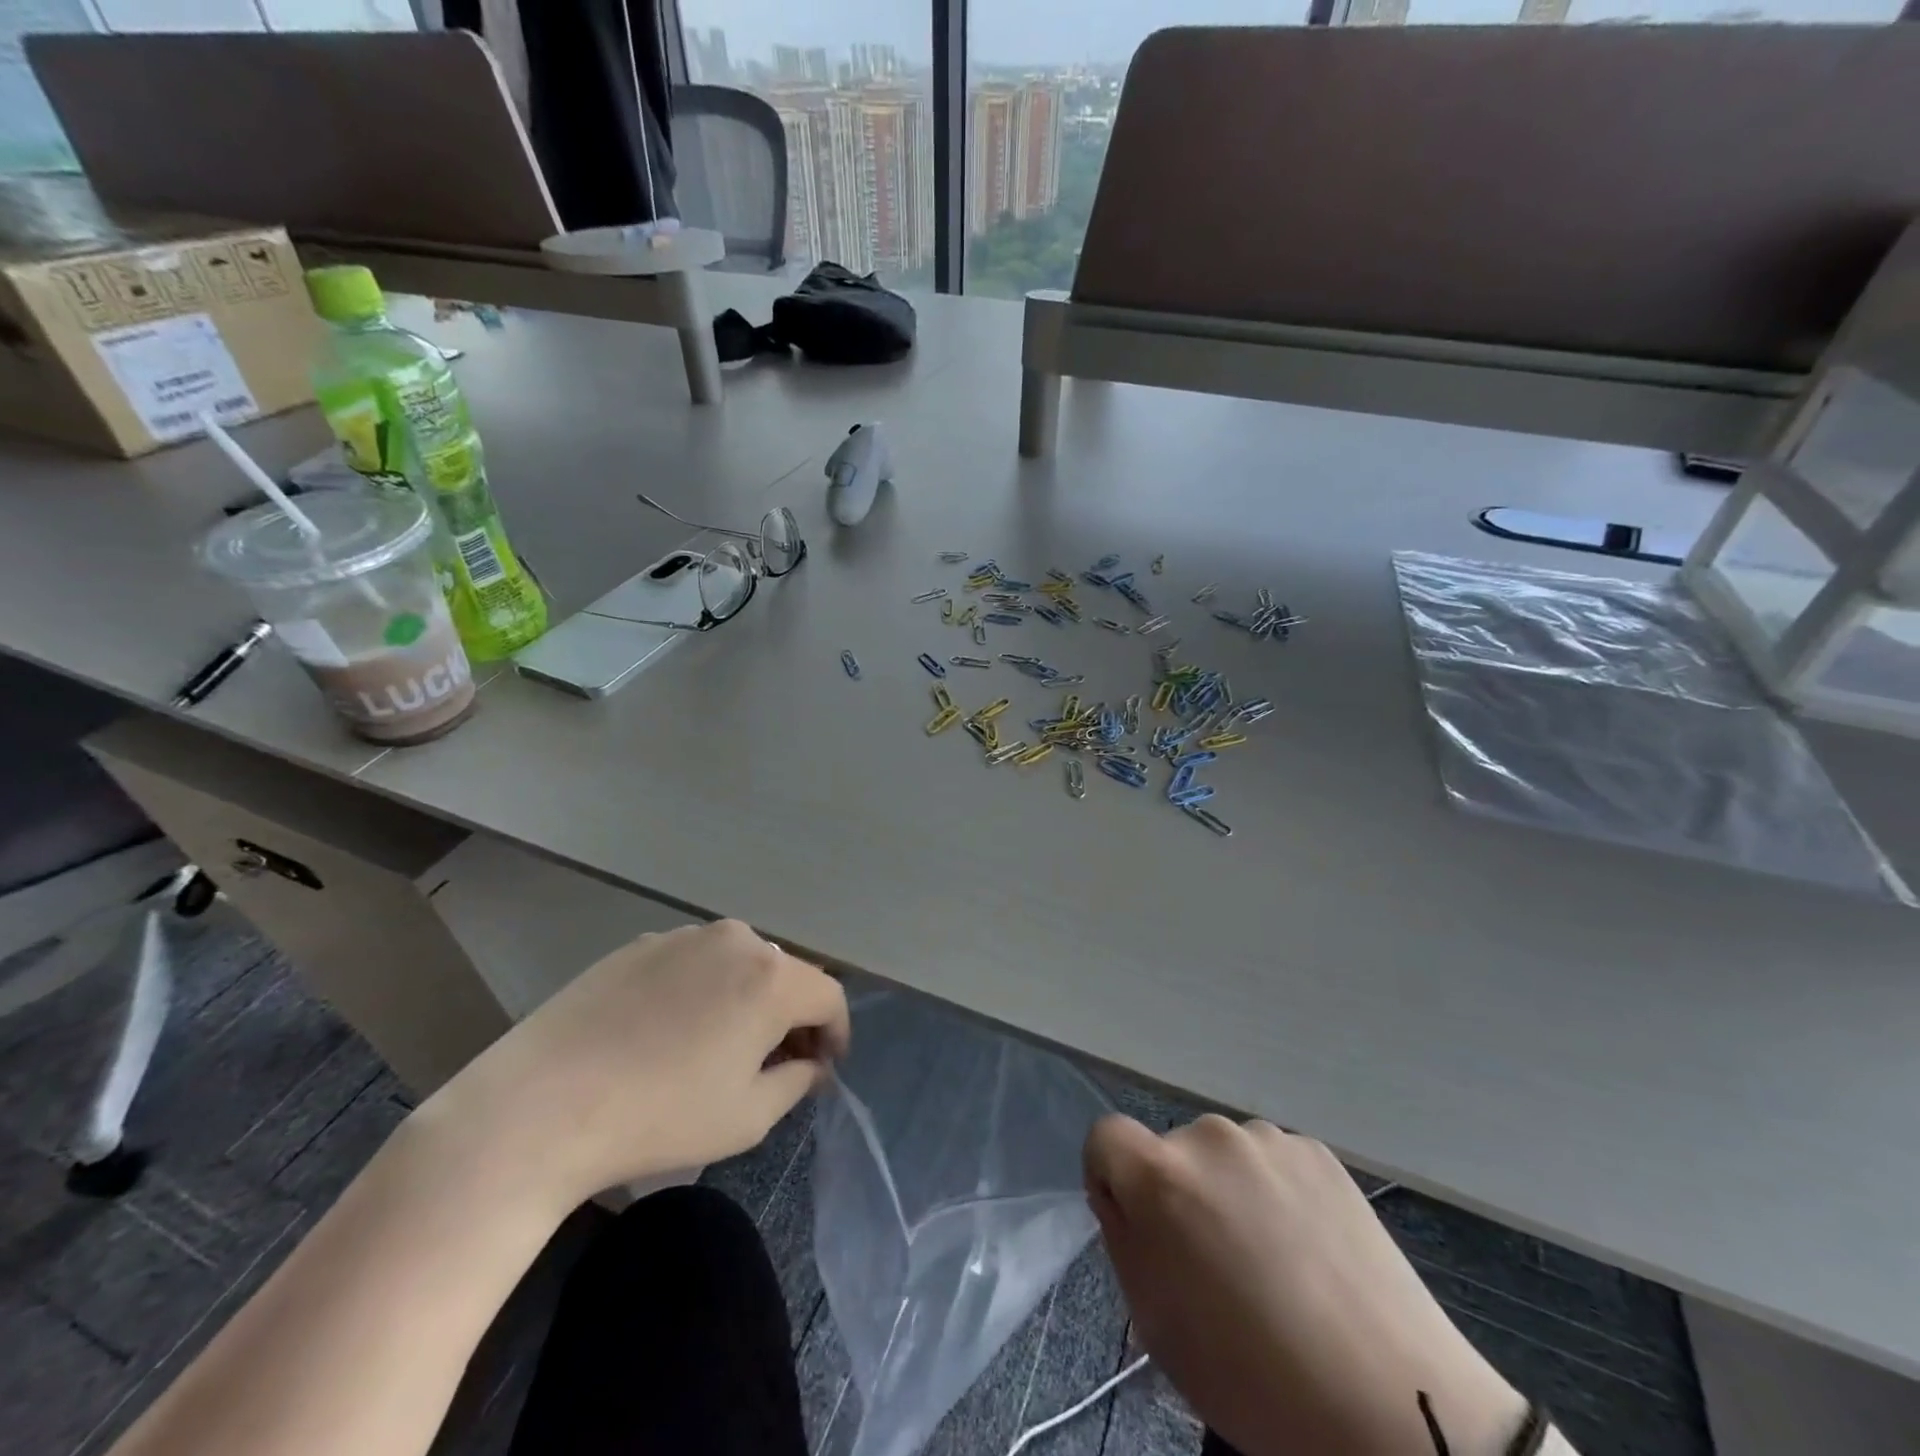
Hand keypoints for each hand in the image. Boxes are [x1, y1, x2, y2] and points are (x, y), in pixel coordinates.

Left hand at [420, 920, 848, 1214]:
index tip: (822, 1068)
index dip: (835, 1033)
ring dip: (747, 998)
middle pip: (786, 974)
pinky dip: (702, 989)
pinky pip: (693, 962)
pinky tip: (669, 1031)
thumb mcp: (747, 1117)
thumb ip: (796, 1082)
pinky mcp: (640, 944)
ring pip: (739, 963)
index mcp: (772, 976)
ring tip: (721, 1045)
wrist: (540, 1105)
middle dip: (792, 1016)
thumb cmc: (660, 1115)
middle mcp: (737, 940)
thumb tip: (809, 1064)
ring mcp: (684, 936)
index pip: (829, 996)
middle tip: (775, 1062)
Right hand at [1085, 1115, 1527, 1455]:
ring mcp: (1269, 1139)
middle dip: (1178, 1194)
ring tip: (1274, 1262)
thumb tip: (1125, 1199)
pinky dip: (1275, 1193)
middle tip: (1217, 1265)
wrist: (1393, 1408)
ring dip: (1228, 1191)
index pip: (1105, 1137)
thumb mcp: (1157, 1324)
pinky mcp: (1318, 1151)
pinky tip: (1311, 1252)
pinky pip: (1272, 1162)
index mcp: (1160, 1176)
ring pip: (1223, 1158)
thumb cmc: (1255, 1379)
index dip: (1111, 1179)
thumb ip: (1126, 1240)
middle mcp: (1209, 1137)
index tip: (1140, 1229)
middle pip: (1169, 1152)